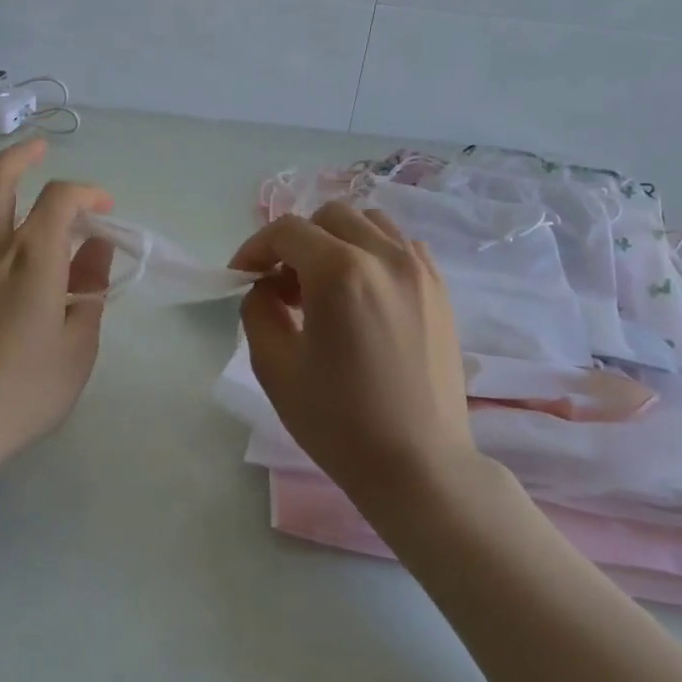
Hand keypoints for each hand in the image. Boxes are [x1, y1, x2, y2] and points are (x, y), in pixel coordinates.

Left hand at [0, 138, 115, 472]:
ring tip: (52, 246)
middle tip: (42, 148)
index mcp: (31, 259)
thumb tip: (97, 250)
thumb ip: (90, 291)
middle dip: (22, 155)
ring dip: (17, 210)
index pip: (60, 198)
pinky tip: (22, 291)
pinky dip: (5, 249)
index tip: (106, 210)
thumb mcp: (77, 347)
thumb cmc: (22, 391)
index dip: (88, 192)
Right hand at [229, 203, 479, 510]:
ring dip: (336, 242)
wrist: (419, 465)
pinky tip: (362, 295)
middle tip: (282, 286)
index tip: (242, 277)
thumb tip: (267, 286)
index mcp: (340, 272)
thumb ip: (258, 309)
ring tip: (323, 287)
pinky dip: (372, 253)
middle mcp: (385, 256)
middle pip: (329, 216)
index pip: (287, 231)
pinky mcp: (439, 290)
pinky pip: (399, 246)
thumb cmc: (339, 421)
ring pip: (369, 223)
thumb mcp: (275, 366)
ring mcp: (420, 270)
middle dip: (296, 242)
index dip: (255, 248)